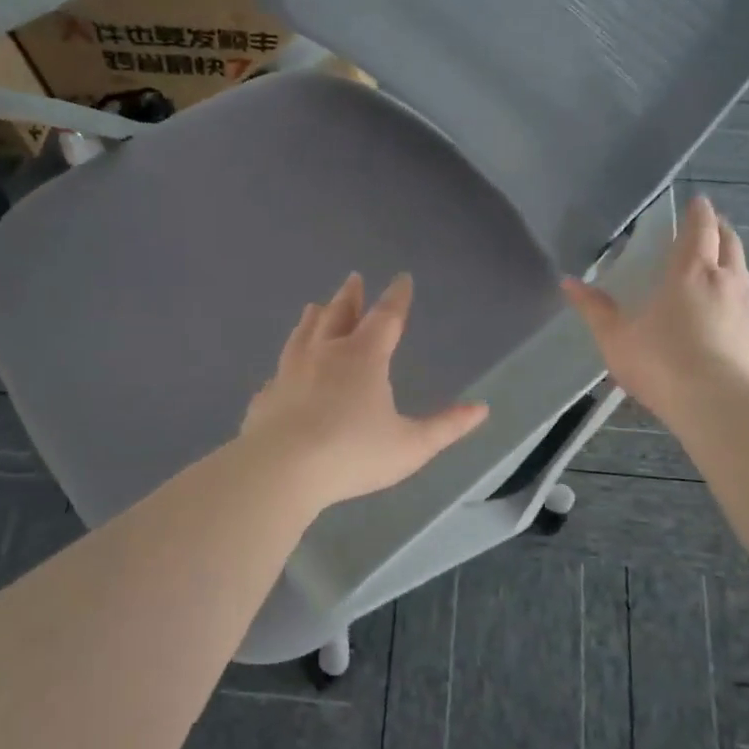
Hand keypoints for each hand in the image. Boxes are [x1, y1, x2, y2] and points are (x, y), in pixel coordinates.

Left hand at [241, 273, 489, 507]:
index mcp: (363, 357)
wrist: (280, 470)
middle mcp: (325, 354)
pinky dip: (286, 364)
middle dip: (350, 296)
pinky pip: (279, 372)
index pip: (386, 317)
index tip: (402, 278)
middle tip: (354, 278)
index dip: (397, 297)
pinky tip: (282, 370)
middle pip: (339, 314)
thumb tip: (481, 409)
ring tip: (314, 306)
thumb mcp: (410, 446)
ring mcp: (290, 372)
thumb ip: (446, 427)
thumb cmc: (352, 454)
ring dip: (313, 318)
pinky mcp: (267, 396)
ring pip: (303, 334)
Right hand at [563, 194, 748, 422]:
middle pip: (730, 243)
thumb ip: (595, 309)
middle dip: (720, 229)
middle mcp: (725, 282)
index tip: (698, 201)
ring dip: (732, 260)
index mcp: (691, 272)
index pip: (701, 229)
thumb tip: (568, 282)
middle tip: (709, 225)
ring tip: (717, 264)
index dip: (699, 212)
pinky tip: (723, 313)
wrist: (719, 407)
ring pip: (743, 272)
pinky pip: (745, 305)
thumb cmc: (662, 363)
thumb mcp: (616, 338)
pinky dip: (735, 296)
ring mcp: (746, 311)